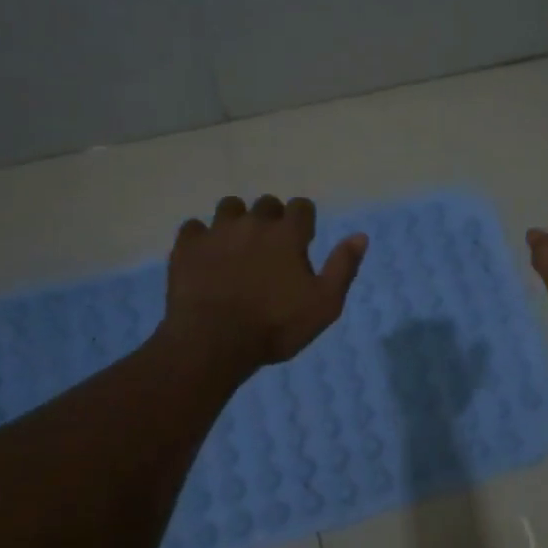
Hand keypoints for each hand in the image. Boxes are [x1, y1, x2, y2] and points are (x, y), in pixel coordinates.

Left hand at [166, 196, 366, 369]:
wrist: (213, 343)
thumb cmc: (276, 327)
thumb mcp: (325, 304)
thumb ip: (343, 267)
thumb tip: (360, 236)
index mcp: (288, 234)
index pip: (301, 207)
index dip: (304, 221)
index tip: (303, 240)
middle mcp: (253, 223)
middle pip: (266, 204)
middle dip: (272, 219)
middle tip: (271, 247)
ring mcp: (216, 232)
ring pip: (229, 208)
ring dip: (237, 221)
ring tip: (237, 245)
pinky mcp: (186, 247)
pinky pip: (194, 227)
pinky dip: (201, 237)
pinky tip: (205, 255)